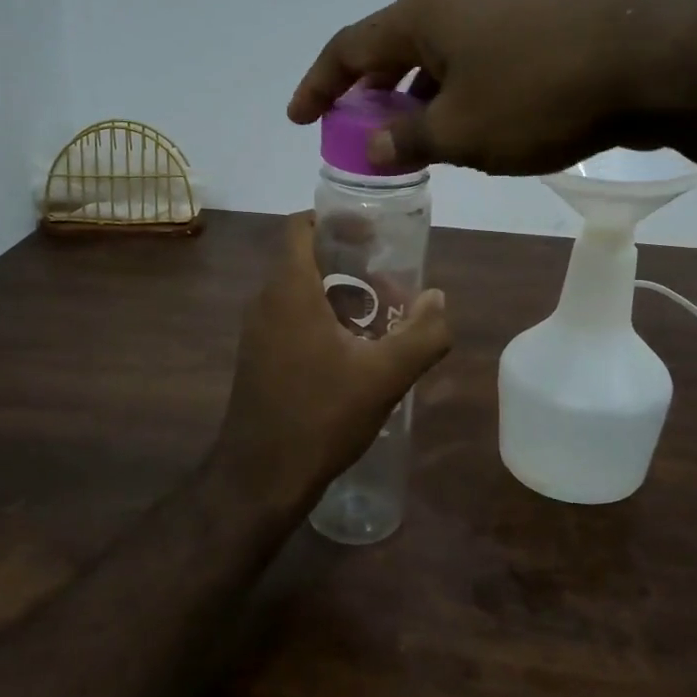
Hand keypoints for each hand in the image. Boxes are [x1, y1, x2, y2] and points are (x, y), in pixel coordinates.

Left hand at [216, 213, 451, 505]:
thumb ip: (423, 333)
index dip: (335, 220)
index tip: (372, 234)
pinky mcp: (258, 357)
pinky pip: (291, 318)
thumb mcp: (385, 375)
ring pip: (299, 292)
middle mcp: (265, 302)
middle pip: (305, 258)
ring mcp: (257, 331)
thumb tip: (439, 299)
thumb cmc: (321, 415)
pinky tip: (355, 350)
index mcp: (289, 290)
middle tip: (389, 280)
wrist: (261, 476)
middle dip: (349, 262)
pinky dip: (323, 318)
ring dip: (339, 293)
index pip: (300, 227)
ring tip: (380, 315)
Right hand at [287, 0, 696, 175]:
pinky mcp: (535, 31)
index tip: (298, 117)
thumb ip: (409, 139)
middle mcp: (455, 5)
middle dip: (367, 91)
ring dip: (413, 98)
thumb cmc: (538, 93)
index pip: (349, 47)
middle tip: (355, 129)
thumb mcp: (461, 130)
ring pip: (436, 58)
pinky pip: (473, 65)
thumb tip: (375, 146)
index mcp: (422, 16)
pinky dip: (453, 96)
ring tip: (407, 138)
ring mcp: (498, 14)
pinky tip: (465, 127)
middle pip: (391, 47)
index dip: (318, 84)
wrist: (649, 60)